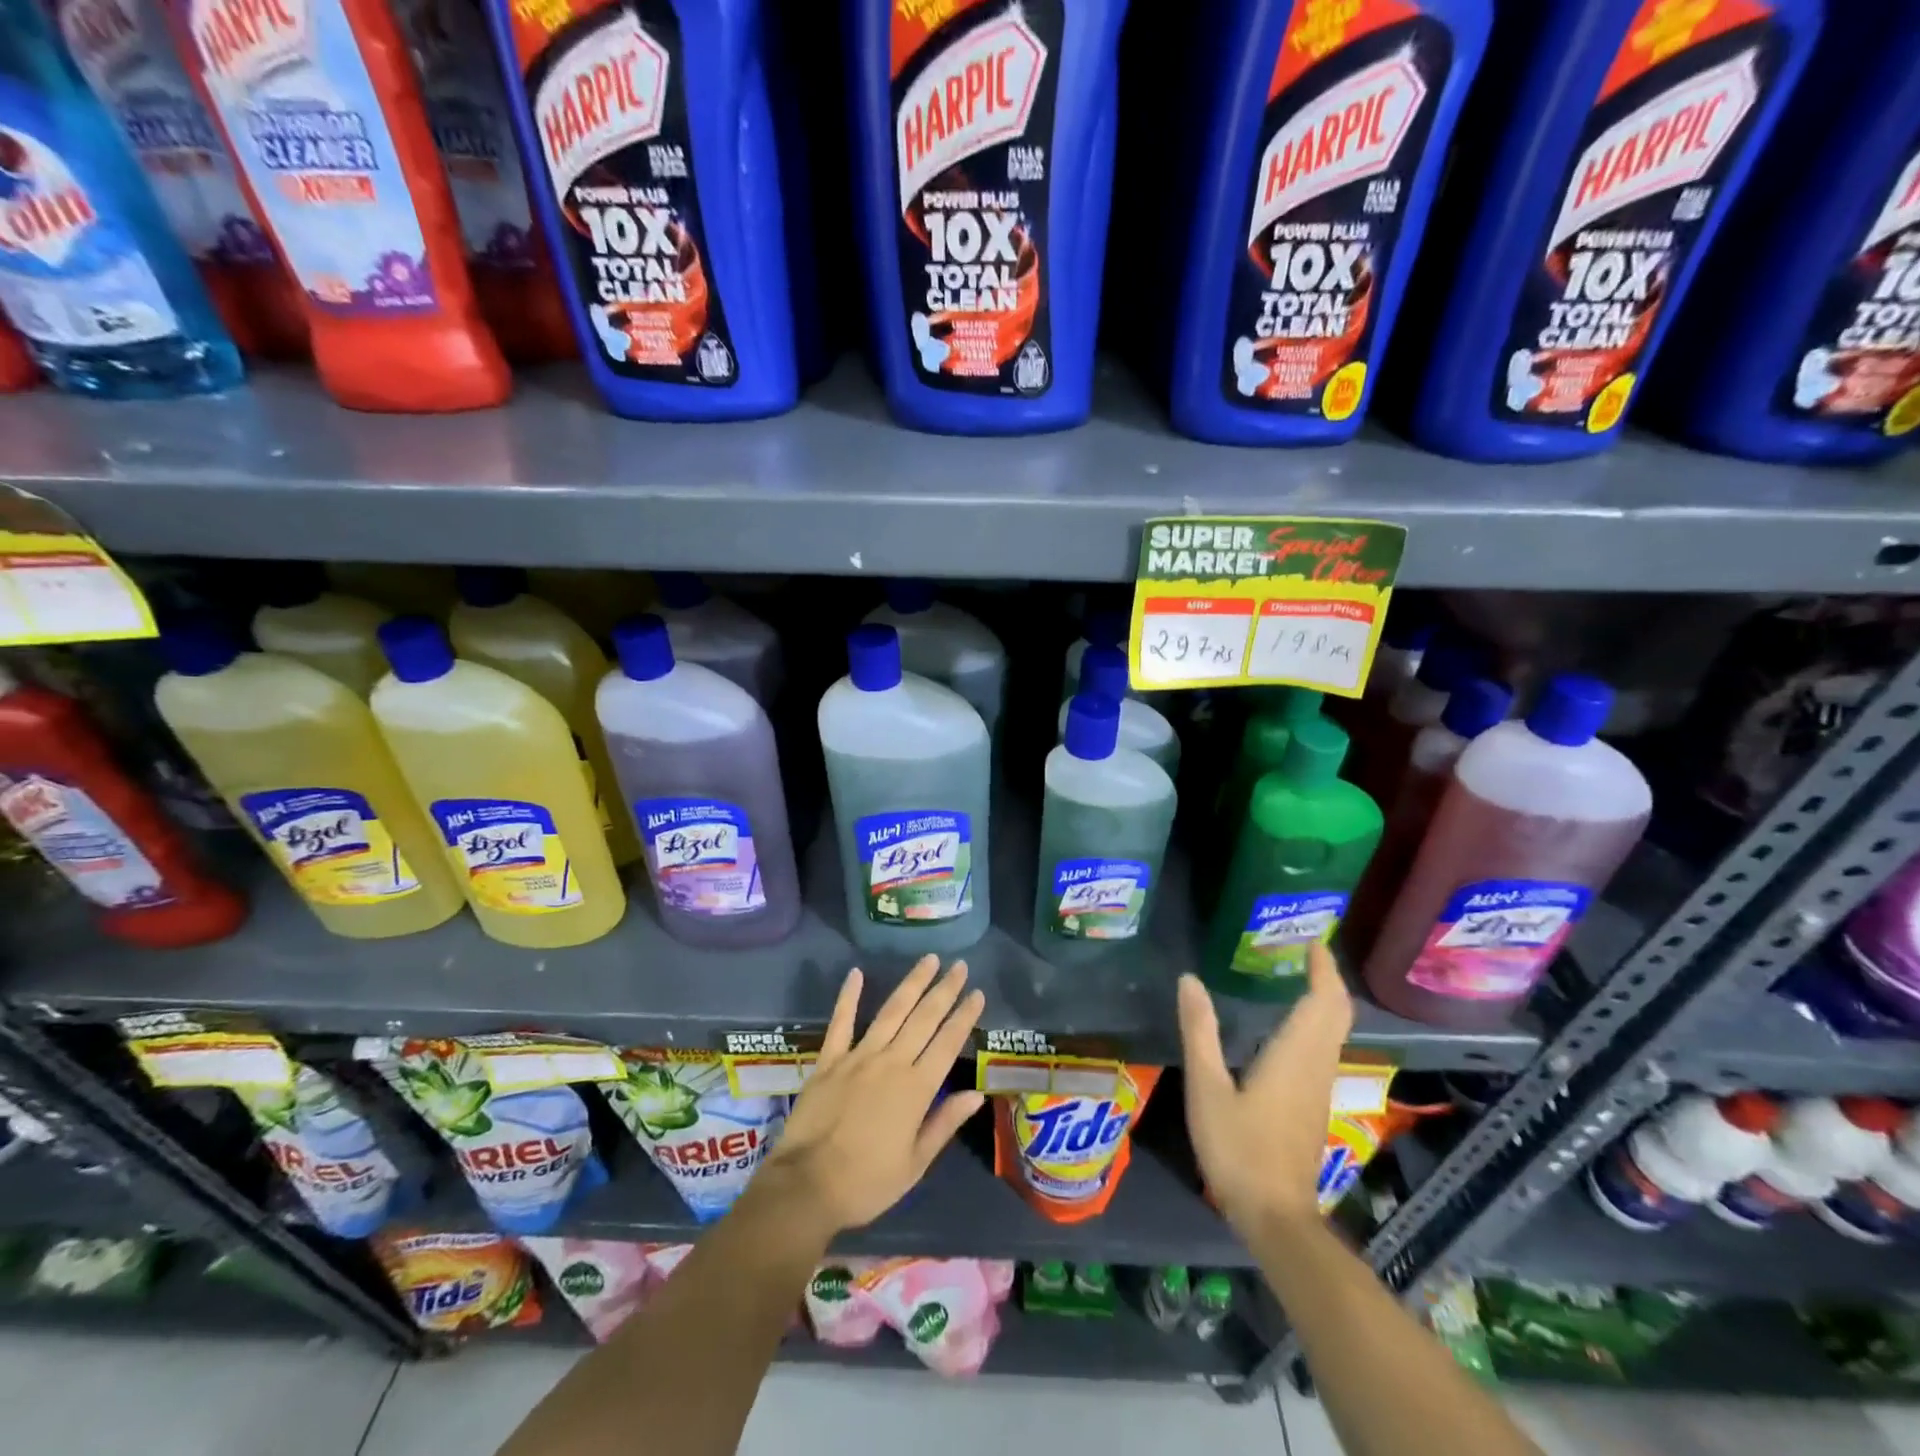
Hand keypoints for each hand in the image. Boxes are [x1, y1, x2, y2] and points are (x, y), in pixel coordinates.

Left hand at [757, 955, 986, 1237]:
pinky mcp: (829, 1060)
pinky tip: (856, 973)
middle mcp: (891, 1063)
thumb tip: (976, 1094)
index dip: (964, 1017)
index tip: (977, 993)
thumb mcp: (915, 1164)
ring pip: (891, 1011)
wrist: (807, 1186)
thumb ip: (944, 1123)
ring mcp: (858, 1057)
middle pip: (924, 1018)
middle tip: (960, 965)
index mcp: (916, 1089)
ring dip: (912, 983)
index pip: (947, 1043)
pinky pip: (841, 1022)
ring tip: (929, 960)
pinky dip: (848, 996)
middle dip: (944, 990)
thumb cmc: (867, 1183)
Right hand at [1177, 942, 1351, 1232]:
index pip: (1324, 1001)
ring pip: (1334, 1032)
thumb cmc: (1239, 1148)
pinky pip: (1325, 1049)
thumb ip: (1200, 1031)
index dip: (1323, 968)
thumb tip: (1190, 980)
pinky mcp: (1314, 1105)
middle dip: (1328, 979)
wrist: (1275, 1216)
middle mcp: (1316, 1065)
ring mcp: (1319, 1088)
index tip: (1312, 940)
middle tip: (1305, 951)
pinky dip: (1316, 1023)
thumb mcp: (1207, 1087)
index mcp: (1295, 1055)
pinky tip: (1289, 1025)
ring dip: (1324, 1000)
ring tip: (1297, 976)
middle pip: (1337, 1013)